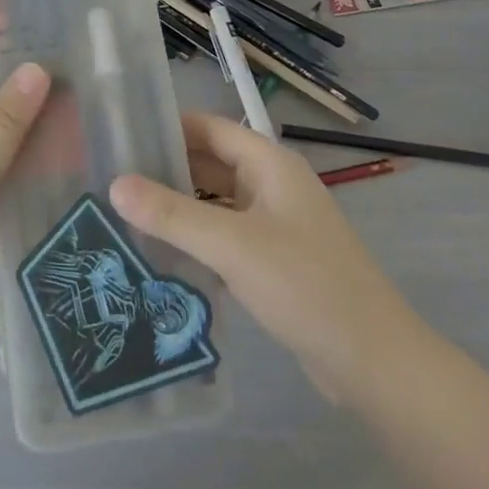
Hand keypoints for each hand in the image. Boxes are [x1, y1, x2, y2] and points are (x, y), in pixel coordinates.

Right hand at [110, 113, 419, 399]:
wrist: (374, 361)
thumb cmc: (305, 285)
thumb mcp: (232, 245)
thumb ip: (172, 214)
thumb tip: (115, 184)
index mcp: (269, 163)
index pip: (209, 128)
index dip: (168, 127)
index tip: (123, 137)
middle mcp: (274, 184)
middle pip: (212, 162)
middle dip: (168, 169)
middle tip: (115, 181)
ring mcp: (278, 223)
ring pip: (218, 201)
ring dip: (181, 206)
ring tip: (129, 215)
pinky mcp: (278, 260)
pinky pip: (228, 234)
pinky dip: (200, 237)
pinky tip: (165, 255)